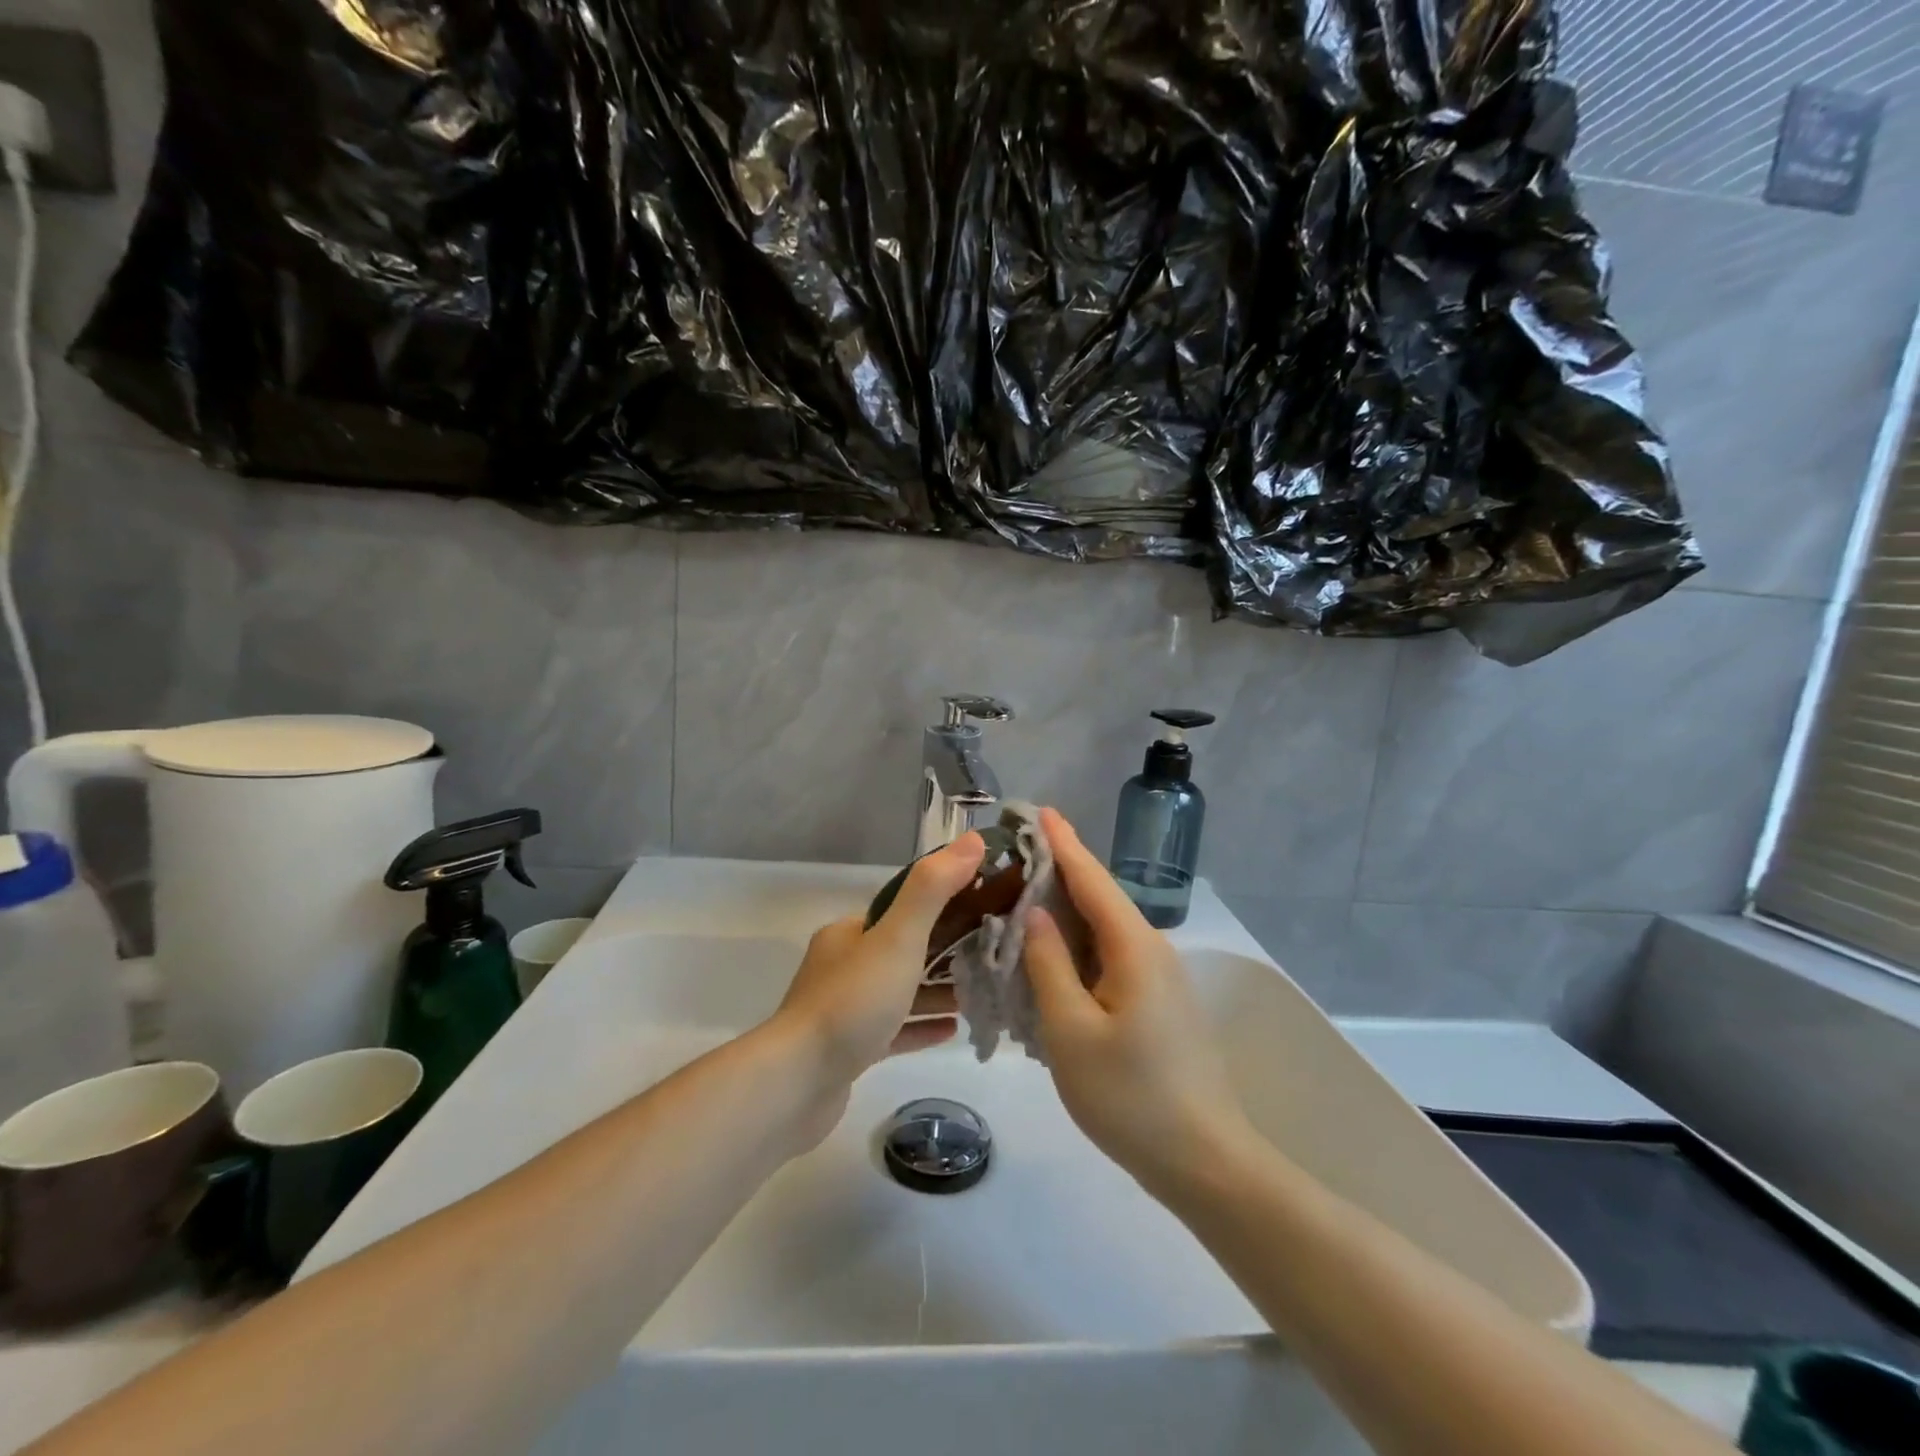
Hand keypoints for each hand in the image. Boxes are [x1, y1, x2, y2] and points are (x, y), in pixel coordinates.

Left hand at [769, 832, 986, 1143]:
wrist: (797, 1084)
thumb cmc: (852, 1002)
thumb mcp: (898, 937)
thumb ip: (933, 889)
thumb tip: (973, 840)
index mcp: (850, 933)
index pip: (904, 908)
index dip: (947, 905)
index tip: (986, 909)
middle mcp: (844, 964)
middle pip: (905, 949)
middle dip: (948, 951)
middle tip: (992, 954)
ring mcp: (844, 1009)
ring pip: (901, 991)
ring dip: (938, 990)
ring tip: (982, 991)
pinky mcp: (849, 1050)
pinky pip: (895, 1029)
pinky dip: (923, 1025)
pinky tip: (954, 1029)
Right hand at [1025, 808, 1254, 1193]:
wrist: (1203, 1161)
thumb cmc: (1130, 1096)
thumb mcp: (1071, 1030)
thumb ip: (1048, 964)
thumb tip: (1034, 913)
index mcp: (1133, 946)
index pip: (1091, 878)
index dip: (1062, 842)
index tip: (1039, 810)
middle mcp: (1151, 950)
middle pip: (1099, 898)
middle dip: (1059, 871)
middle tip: (1014, 854)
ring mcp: (1158, 978)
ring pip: (1103, 929)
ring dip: (1065, 911)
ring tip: (1022, 897)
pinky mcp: (1157, 1003)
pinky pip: (1109, 957)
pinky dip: (1077, 946)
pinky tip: (1050, 956)